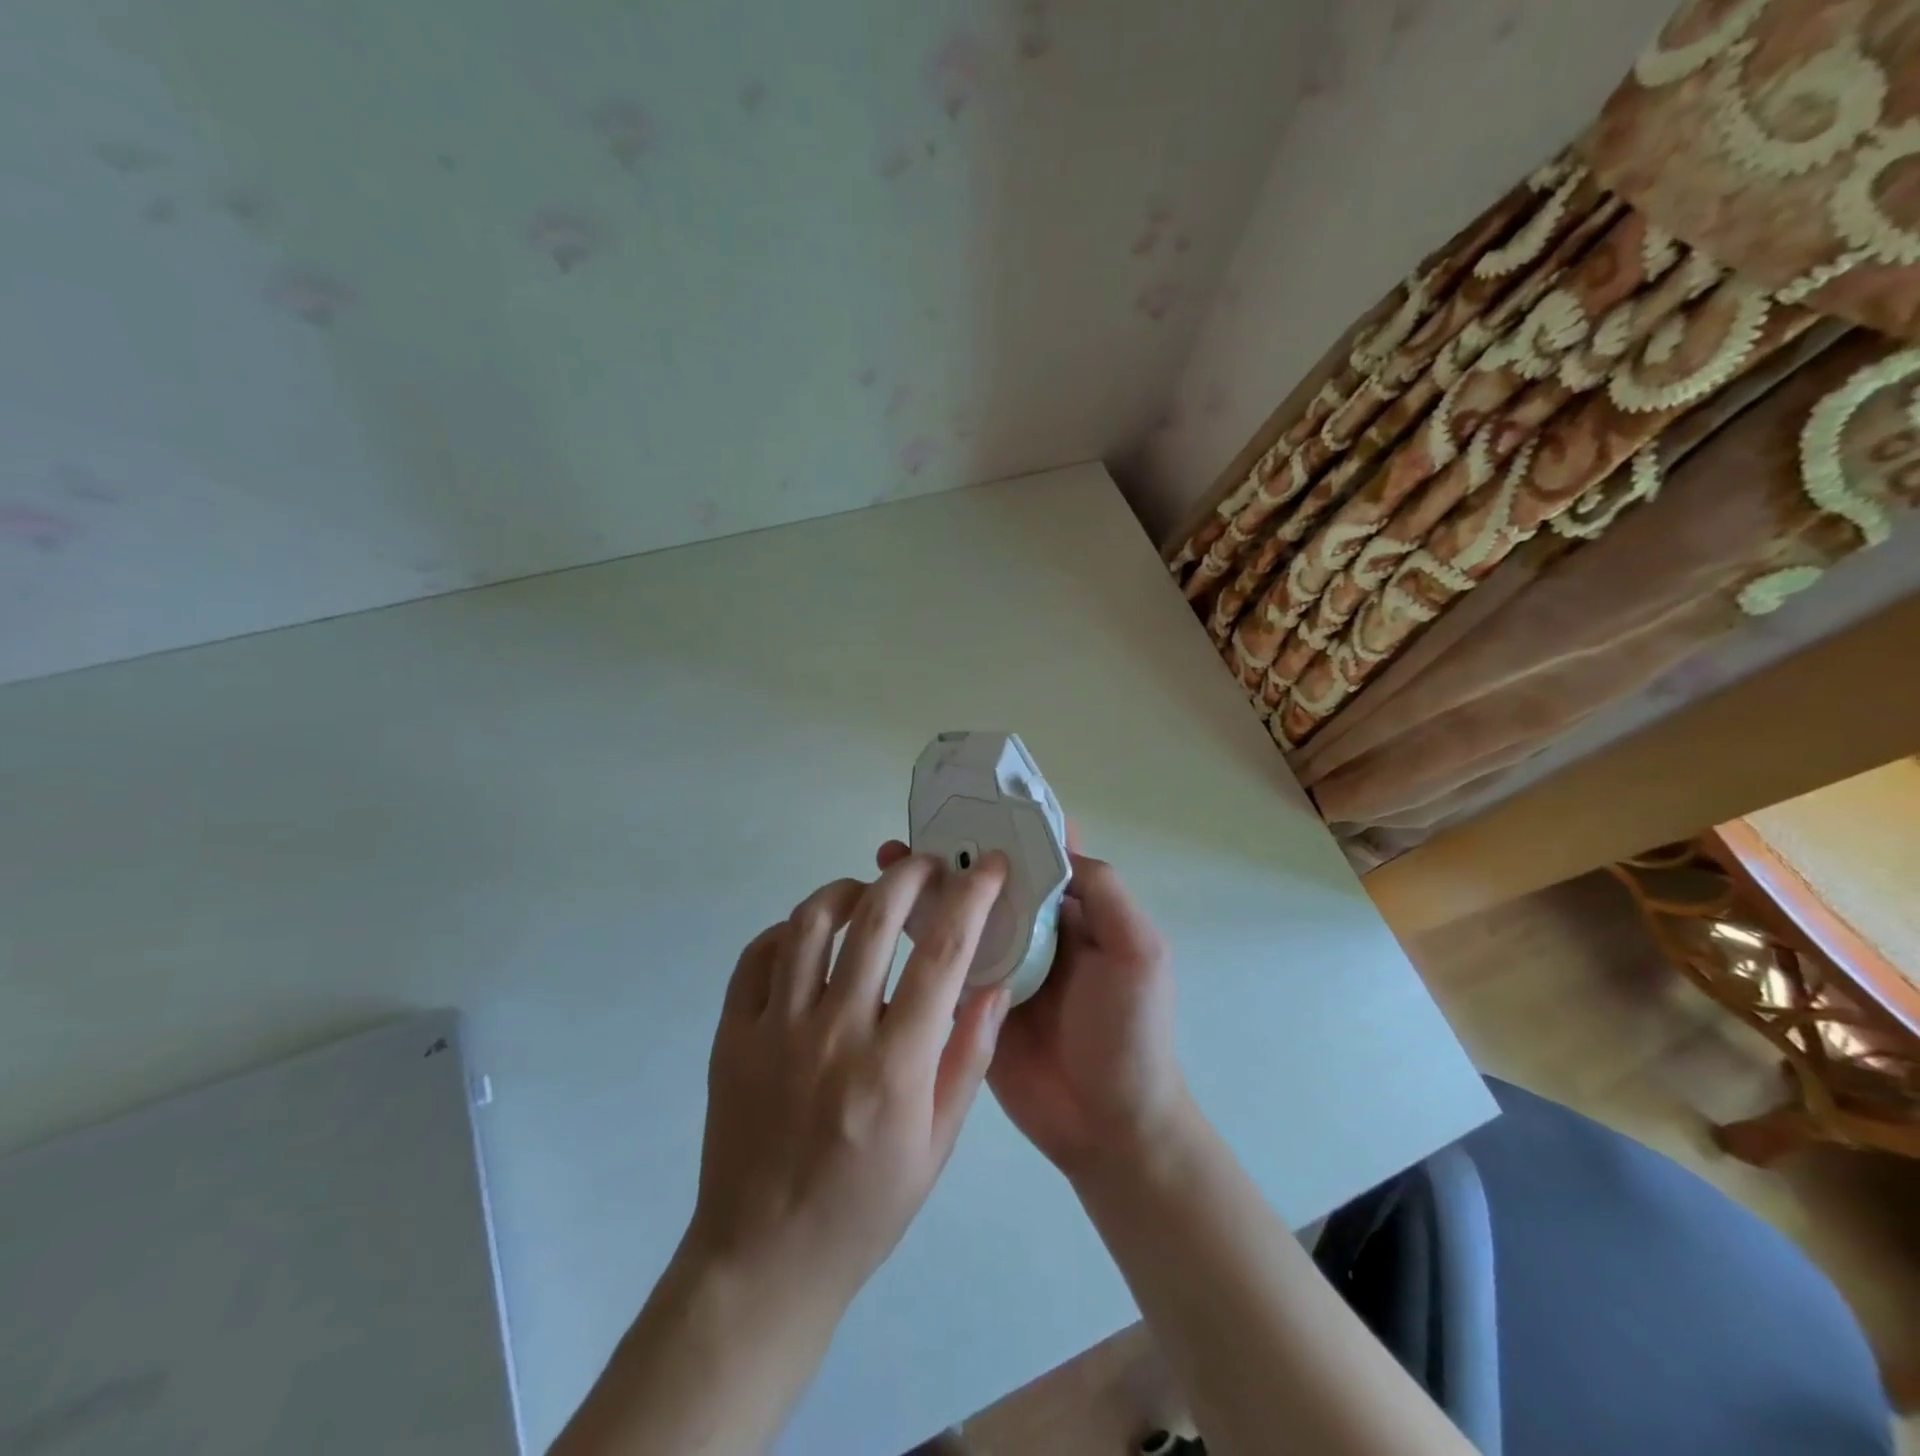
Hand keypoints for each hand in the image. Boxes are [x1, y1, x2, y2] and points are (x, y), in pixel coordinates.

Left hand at [686, 852, 1013, 1313]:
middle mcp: (834, 1033)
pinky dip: (788, 931)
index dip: (971, 898)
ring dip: (846, 890)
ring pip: (809, 923)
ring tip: (867, 892)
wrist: (764, 1260)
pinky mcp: (732, 1035)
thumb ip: (970, 1057)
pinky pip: (757, 956)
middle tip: (927, 865)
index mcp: (894, 1065)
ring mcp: (775, 1030)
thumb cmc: (865, 1207)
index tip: (988, 867)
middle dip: (909, 876)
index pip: (943, 955)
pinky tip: (809, 938)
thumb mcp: (938, 1144)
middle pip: (874, 919)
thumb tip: (995, 984)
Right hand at [875, 839, 1188, 1180]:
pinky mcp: (973, 1001)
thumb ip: (1104, 893)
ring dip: (930, 885)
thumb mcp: (1138, 952)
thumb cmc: (1131, 1033)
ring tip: (888, 858)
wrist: (1109, 1127)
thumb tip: (1056, 844)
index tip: (971, 796)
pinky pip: (944, 959)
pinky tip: (882, 916)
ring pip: (963, 913)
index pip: (1042, 854)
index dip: (1011, 824)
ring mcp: (1001, 965)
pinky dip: (917, 934)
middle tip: (914, 829)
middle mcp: (1035, 930)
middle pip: (993, 878)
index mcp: (1074, 912)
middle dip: (957, 849)